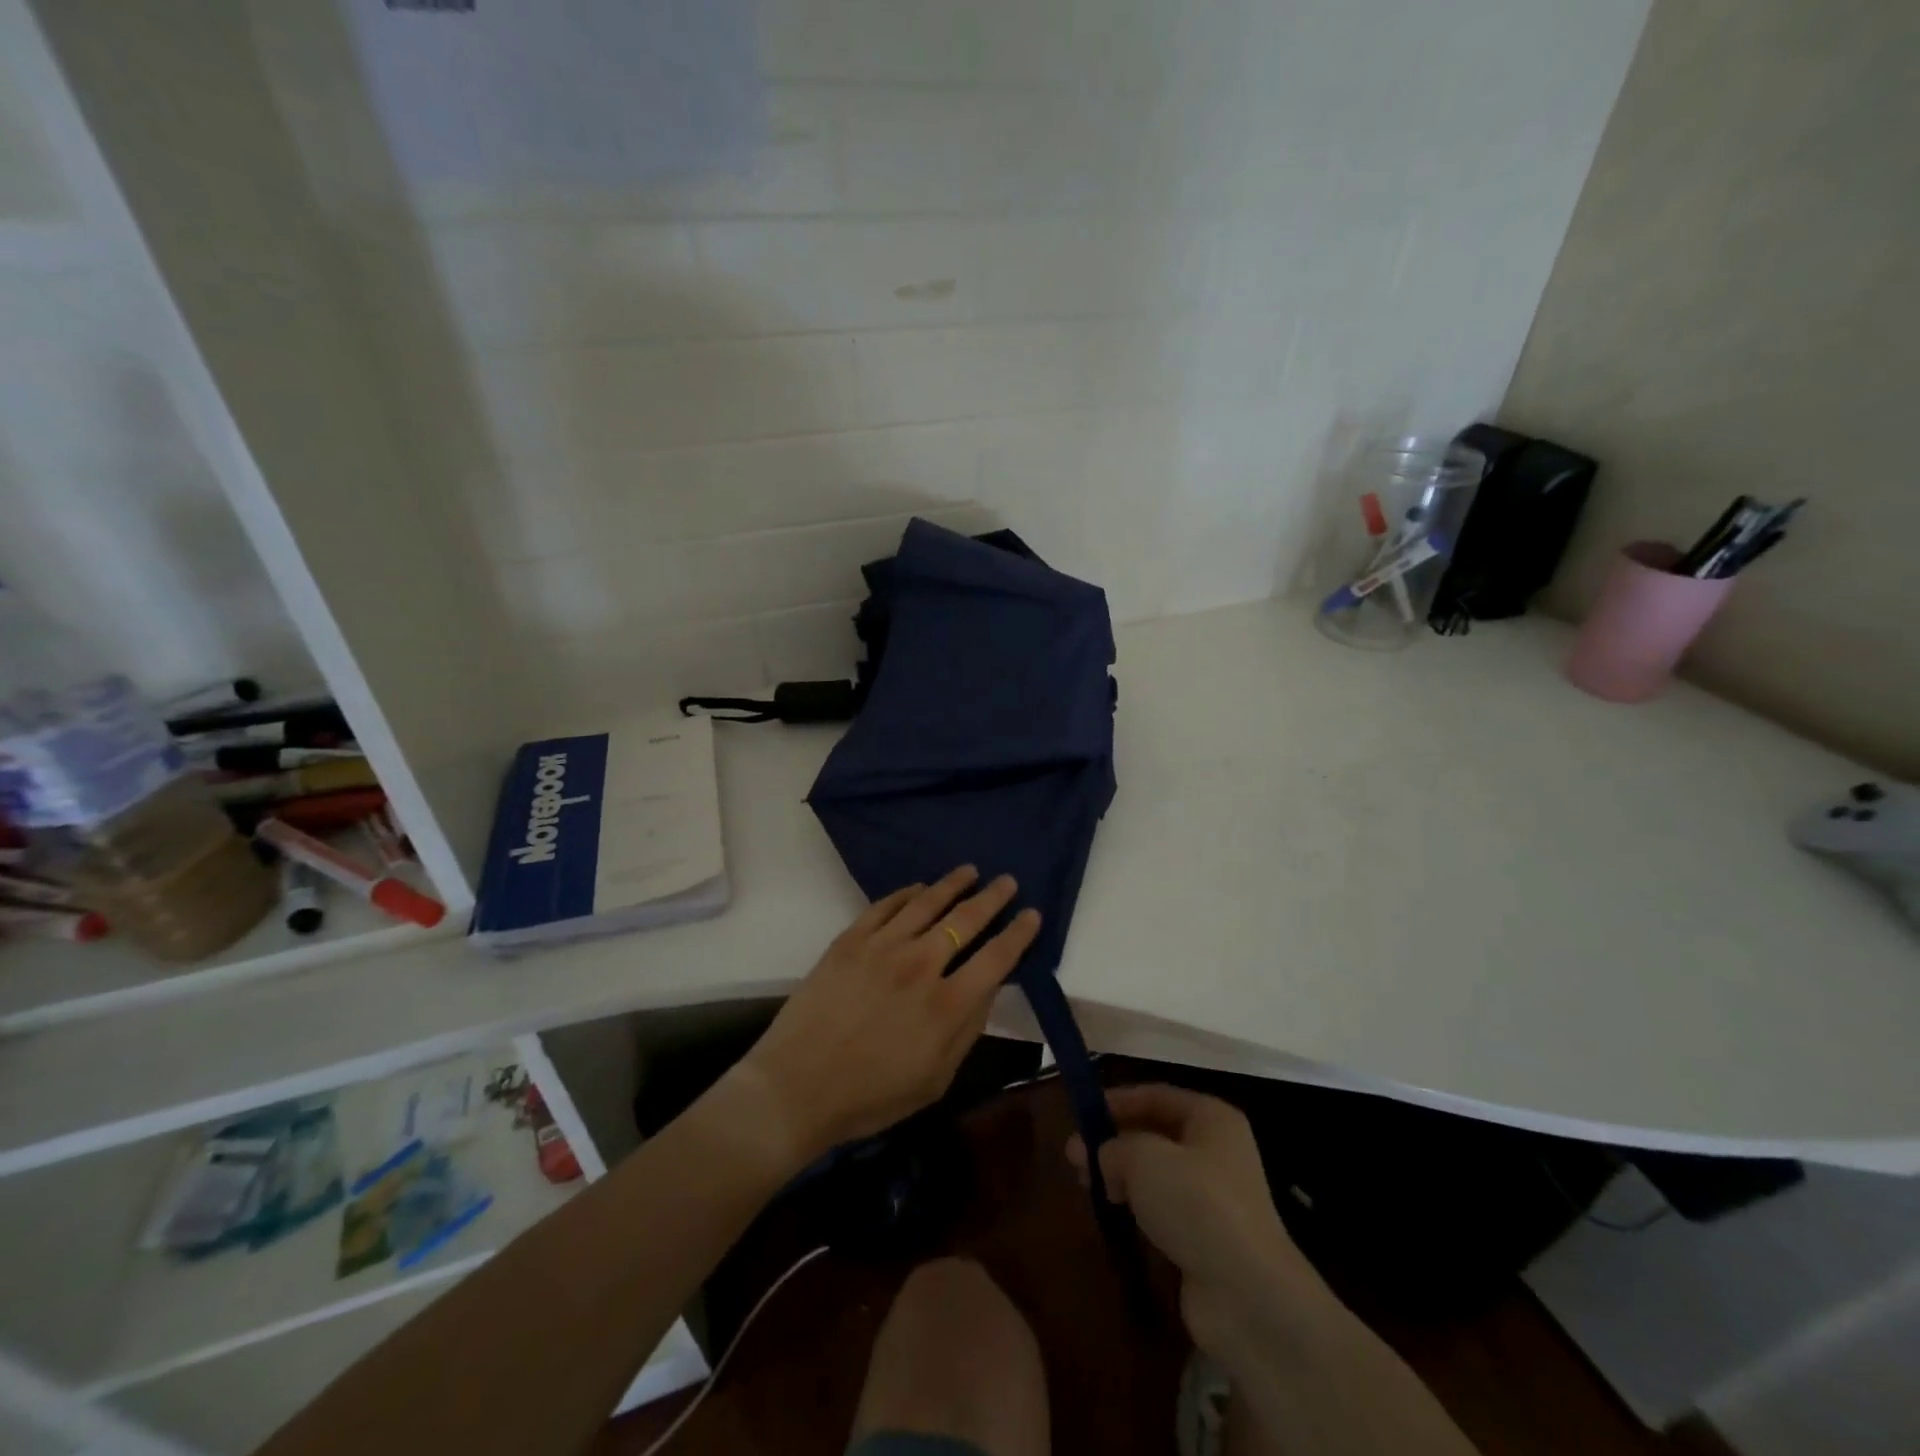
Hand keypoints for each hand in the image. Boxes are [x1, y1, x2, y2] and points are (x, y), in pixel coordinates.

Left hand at [739, 866, 1041, 1161]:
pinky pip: (886, 906)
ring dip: (953, 884)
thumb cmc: (871, 1096)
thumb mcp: (936, 1078)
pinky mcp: (850, 940)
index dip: (1019, 934)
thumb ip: (967, 1029)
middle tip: (1007, 881)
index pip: (997, 958)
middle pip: (965, 919)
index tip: (1033, 915)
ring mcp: (882, 947)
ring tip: (969, 871)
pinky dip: (907, 893)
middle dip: (992, 898)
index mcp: (947, 1005)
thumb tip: (988, 987)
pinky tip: (919, 888)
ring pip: (927, 902)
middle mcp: (920, 965)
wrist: (796, 1087)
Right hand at [1067, 1085, 1336, 1359]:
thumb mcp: (1144, 1158)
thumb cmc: (1197, 1205)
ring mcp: (1215, 1196)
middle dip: (1114, 1141)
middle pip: (1155, 1133)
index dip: (1117, 1100)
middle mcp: (1217, 1150)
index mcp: (1211, 1118)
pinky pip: (1164, 1208)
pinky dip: (1138, 1207)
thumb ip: (1115, 1146)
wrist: (1248, 1296)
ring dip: (1122, 1175)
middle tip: (1074, 1157)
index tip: (1081, 1113)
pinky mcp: (1207, 1236)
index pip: (1156, 1095)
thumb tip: (1103, 1156)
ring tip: (1086, 1186)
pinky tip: (1115, 1214)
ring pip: (1157, 1172)